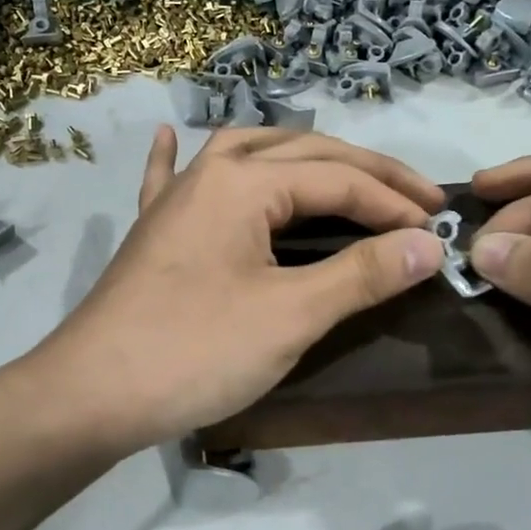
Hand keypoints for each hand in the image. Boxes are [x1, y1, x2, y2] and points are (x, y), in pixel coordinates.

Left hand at [24, 126, 445, 452]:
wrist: (92, 393)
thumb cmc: (195, 352)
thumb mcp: (291, 315)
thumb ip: (362, 274)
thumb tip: (429, 244)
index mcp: (244, 182)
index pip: (338, 180)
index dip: (393, 204)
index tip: (438, 232)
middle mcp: (208, 173)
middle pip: (300, 154)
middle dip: (364, 172)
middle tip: (417, 196)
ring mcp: (173, 199)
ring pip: (242, 153)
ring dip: (295, 155)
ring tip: (336, 168)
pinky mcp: (151, 231)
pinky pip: (167, 178)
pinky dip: (176, 156)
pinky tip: (172, 136)